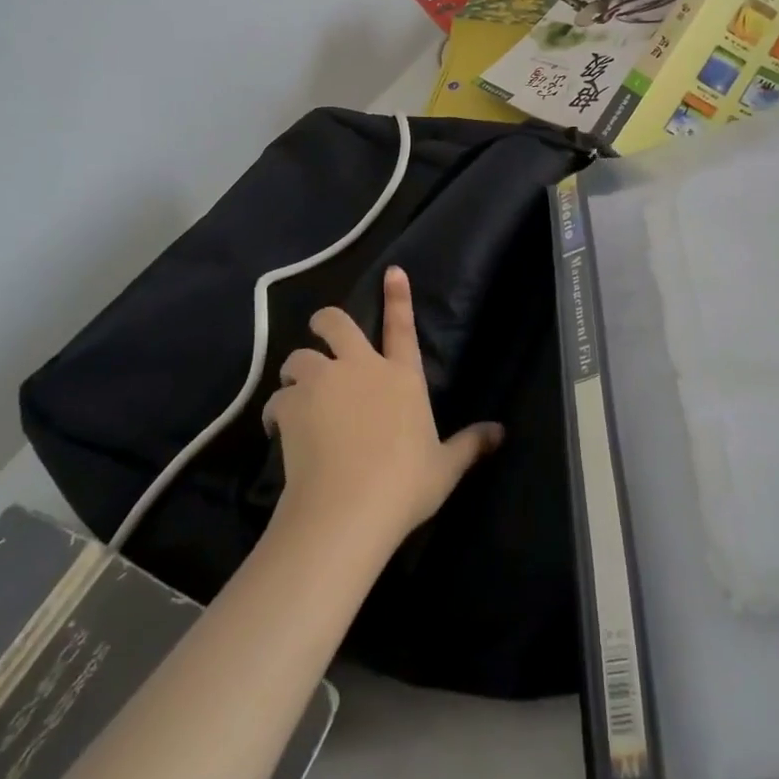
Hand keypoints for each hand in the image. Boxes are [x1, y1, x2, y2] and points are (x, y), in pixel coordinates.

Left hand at [264, 267, 503, 550]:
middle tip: (321, 333)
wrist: (347, 508)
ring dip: (297, 369)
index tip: (392, 270)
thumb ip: (470, 444)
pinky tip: (278, 427)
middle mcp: (361, 367)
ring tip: (296, 391)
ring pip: (299, 356)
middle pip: (335, 323)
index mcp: (402, 376)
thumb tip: (501, 433)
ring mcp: (323, 382)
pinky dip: (277, 409)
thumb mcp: (444, 468)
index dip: (398, 296)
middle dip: (324, 322)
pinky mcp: (292, 405)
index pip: (402, 326)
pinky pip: (278, 397)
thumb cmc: (404, 485)